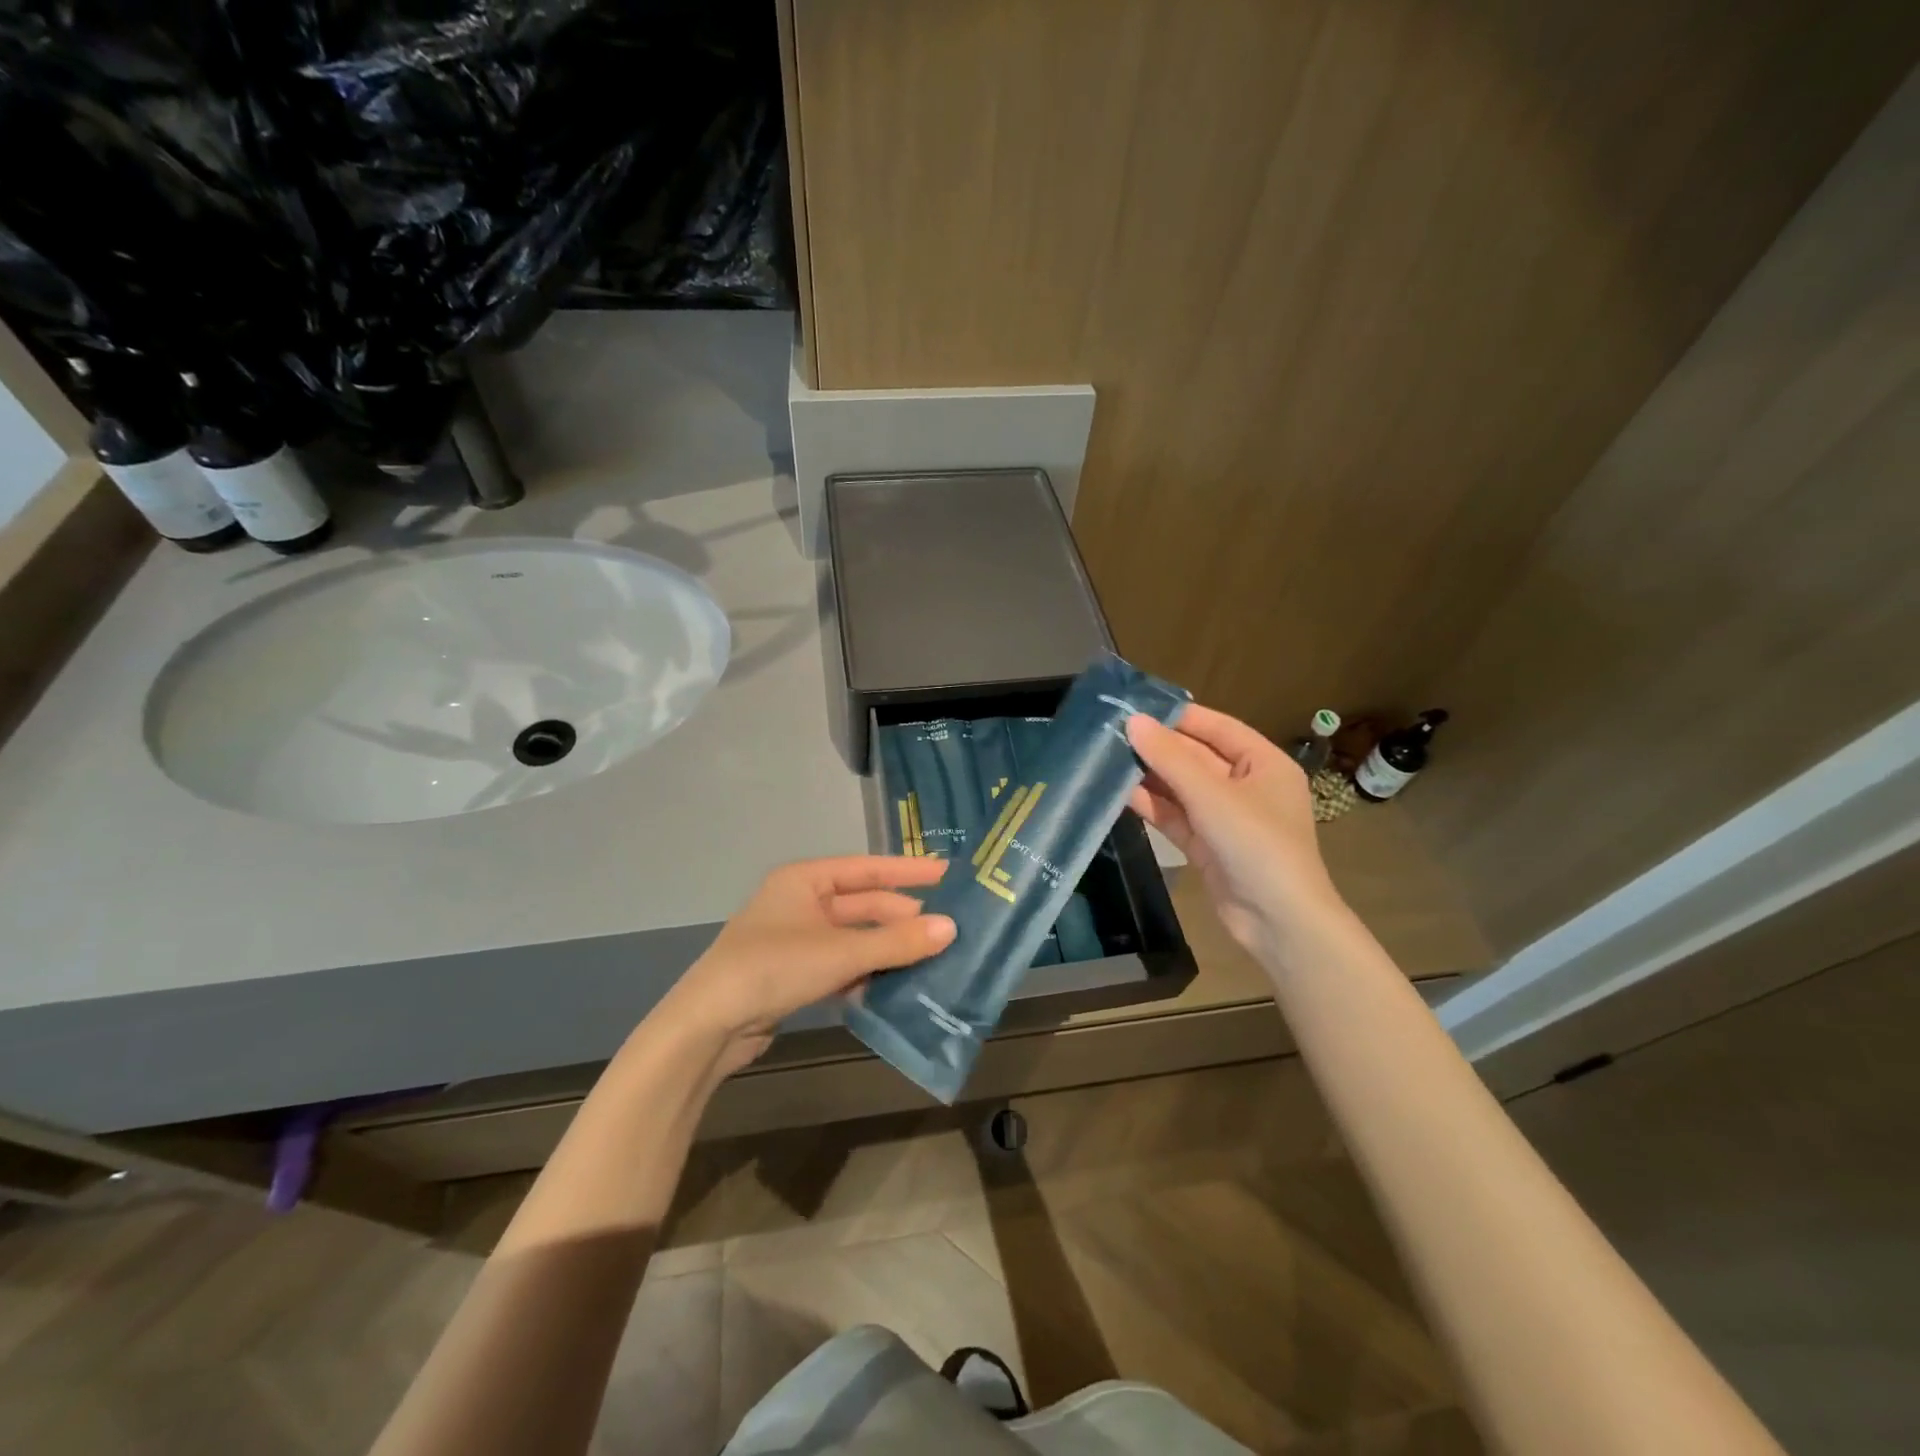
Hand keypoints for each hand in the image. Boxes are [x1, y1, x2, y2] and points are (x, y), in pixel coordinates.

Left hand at [648, 856, 955, 1076]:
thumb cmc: (773, 968)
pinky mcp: (793, 975)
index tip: (947, 874)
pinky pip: (840, 964)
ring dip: (886, 948)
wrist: (708, 1026)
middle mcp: (800, 903)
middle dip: (900, 917)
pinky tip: (893, 986)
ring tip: (930, 958)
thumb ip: (896, 942)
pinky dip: (865, 972)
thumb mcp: (840, 952)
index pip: (867, 868)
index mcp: (804, 880)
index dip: (907, 871)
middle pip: (862, 904)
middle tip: (945, 929)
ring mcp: (795, 940)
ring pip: (853, 937)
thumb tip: (950, 928)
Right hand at [1126, 706, 1344, 964]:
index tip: (1135, 706)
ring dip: (1149, 776)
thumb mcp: (1213, 796)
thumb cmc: (1257, 845)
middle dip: (1157, 747)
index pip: (1217, 727)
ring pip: (1181, 788)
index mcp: (1263, 763)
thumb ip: (1171, 758)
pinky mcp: (1206, 845)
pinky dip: (1151, 805)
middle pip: (1196, 757)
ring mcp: (1225, 818)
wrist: (1279, 923)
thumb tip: (1133, 722)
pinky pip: (1175, 816)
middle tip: (1110, 732)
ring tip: (1106, 758)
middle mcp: (1245, 786)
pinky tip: (1118, 793)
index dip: (1178, 716)